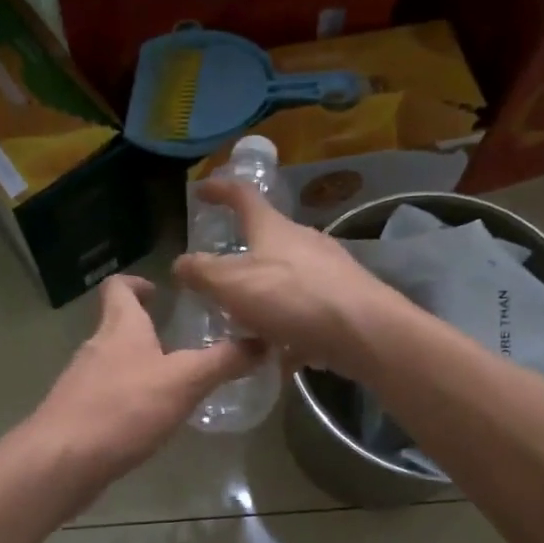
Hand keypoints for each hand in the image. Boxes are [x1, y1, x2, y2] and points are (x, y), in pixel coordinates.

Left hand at [31, 275, 261, 482]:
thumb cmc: (123, 410)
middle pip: (117, 326)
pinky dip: (127, 400)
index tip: (159, 291)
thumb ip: (223, 361)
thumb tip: (264, 342)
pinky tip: (147, 422)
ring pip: (112, 363)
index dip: (137, 283)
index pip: (119, 288)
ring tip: (171, 384)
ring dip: (138, 367)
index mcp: (120, 328)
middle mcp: (96, 348)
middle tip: (180, 342)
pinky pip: (105, 398)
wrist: (62, 461)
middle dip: (145, 330)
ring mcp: (81, 383)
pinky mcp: (76, 416)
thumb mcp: (184, 382)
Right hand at [172, 181, 407, 379]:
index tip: (202, 189)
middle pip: (268, 240)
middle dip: (243, 257)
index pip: (242, 196)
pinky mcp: (344, 301)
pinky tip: (280, 353)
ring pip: (287, 280)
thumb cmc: (292, 298)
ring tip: (246, 325)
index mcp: (274, 228)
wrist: (363, 331)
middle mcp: (304, 242)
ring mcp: (328, 271)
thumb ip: (202, 273)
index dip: (220, 190)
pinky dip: (288, 327)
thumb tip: (179, 263)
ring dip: (265, 298)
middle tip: (220, 279)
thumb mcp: (232, 284)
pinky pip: (306, 311)